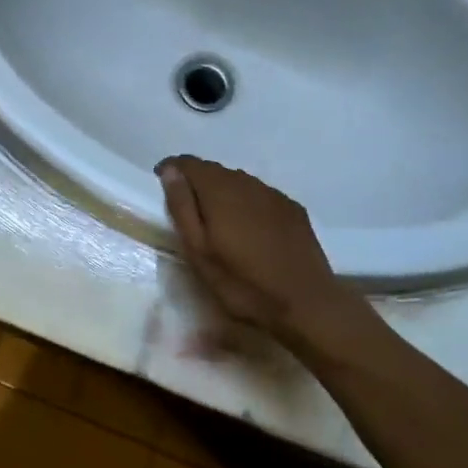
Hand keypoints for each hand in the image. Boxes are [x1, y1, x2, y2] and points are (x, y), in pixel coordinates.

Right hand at [156, 155, 343, 339]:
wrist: (306, 304)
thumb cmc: (242, 283)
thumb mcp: (199, 251)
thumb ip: (182, 207)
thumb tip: (170, 171)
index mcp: (220, 191)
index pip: (189, 164)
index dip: (172, 170)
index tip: (161, 184)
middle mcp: (247, 183)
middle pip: (215, 170)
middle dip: (197, 182)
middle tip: (188, 210)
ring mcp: (273, 195)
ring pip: (239, 181)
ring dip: (222, 192)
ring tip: (216, 220)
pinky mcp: (293, 209)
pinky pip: (260, 195)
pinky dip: (246, 202)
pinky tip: (248, 228)